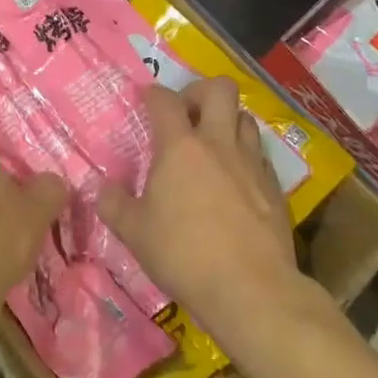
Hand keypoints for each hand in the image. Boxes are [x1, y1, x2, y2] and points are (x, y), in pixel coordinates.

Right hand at [98, 77, 300, 342]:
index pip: (164, 100)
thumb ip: (114, 204)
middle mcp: (219, 143)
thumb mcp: (134, 233)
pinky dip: (246, 156)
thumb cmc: (184, 255)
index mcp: (180, 146)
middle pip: (220, 89)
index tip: (146, 101)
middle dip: (201, 92)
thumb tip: (102, 187)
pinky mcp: (275, 187)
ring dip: (228, 121)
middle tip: (187, 115)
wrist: (252, 289)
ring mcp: (251, 163)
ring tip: (213, 144)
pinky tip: (236, 180)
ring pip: (245, 117)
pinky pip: (260, 154)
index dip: (153, 94)